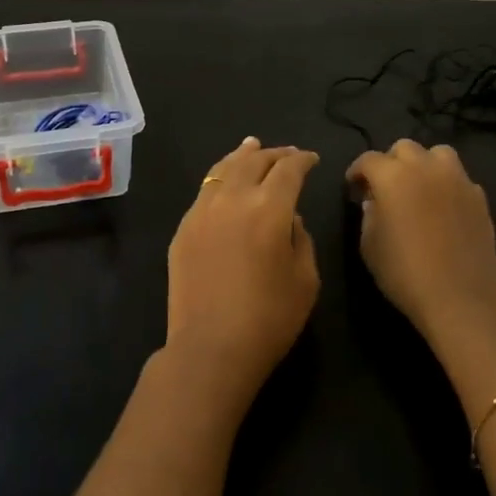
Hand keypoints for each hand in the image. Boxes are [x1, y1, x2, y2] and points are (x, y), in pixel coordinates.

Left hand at [166, 137, 321, 413]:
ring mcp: (203, 210)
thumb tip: (288, 217)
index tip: (312, 159)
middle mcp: (234, 198)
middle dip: (274, 154)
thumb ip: (301, 238)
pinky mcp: (184, 228)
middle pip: (255, 161)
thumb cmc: (269, 319)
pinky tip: (225, 180)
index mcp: (270, 208)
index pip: (288, 170)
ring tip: (252, 146)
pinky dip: (220, 177)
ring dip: (243, 156)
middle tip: (288, 153)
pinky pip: (205, 190)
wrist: (210, 348)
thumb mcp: (305, 279)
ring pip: (224, 169)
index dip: (303, 160)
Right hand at [346, 139, 495, 346]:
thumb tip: (375, 202)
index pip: (368, 160)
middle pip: (404, 148)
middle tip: (385, 187)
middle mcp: (425, 168)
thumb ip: (369, 216)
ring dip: (424, 164)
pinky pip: (459, 178)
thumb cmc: (404, 273)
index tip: (354, 188)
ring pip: (438, 153)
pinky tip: (443, 207)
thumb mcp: (370, 246)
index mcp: (393, 176)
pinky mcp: (479, 197)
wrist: (460, 298)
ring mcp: (457, 180)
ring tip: (419, 187)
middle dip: (390, 162)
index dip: (357, 171)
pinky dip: (448, 184)